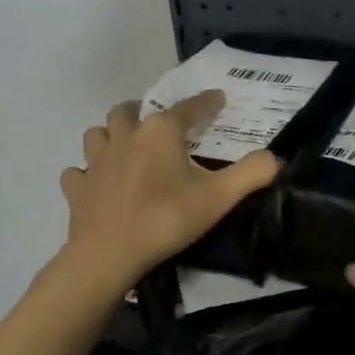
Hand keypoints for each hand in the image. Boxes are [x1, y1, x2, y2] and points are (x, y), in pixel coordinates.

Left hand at [59, 91, 279, 289]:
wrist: (108, 255)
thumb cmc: (166, 219)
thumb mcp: (219, 198)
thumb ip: (251, 173)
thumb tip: (276, 157)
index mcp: (160, 132)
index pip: (188, 108)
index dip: (206, 102)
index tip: (218, 99)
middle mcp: (125, 137)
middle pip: (129, 111)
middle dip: (144, 111)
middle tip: (160, 125)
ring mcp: (96, 162)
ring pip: (97, 134)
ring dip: (111, 135)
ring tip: (125, 147)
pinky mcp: (77, 188)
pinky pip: (79, 172)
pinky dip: (87, 173)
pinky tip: (97, 183)